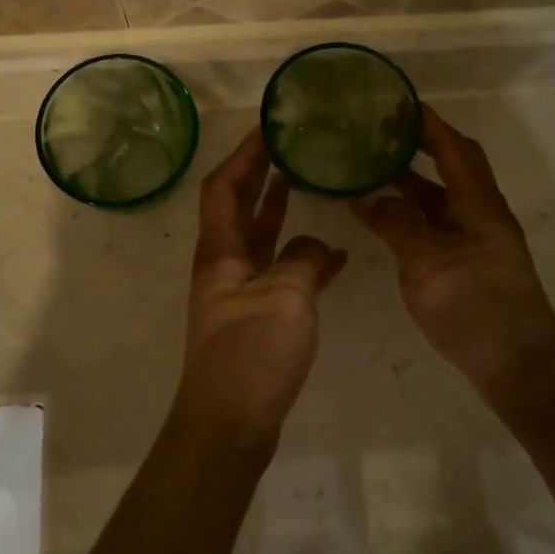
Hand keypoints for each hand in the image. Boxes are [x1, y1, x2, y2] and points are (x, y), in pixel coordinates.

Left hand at [176, 130, 347, 451]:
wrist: (230, 425)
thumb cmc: (251, 354)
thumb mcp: (285, 297)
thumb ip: (306, 261)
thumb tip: (321, 248)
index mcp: (220, 253)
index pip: (224, 188)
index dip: (243, 155)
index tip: (267, 128)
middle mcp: (224, 266)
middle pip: (237, 207)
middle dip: (258, 174)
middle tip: (285, 145)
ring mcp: (239, 294)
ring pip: (259, 240)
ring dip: (278, 211)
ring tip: (304, 183)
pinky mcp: (257, 320)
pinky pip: (280, 275)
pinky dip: (302, 260)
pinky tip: (334, 258)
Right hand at [350, 107, 554, 413]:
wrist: (519, 366)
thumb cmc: (475, 306)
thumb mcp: (426, 261)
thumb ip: (395, 224)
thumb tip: (365, 198)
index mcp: (478, 203)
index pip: (454, 148)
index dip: (428, 123)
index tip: (397, 102)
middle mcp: (481, 214)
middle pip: (450, 168)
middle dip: (417, 147)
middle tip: (377, 133)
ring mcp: (477, 242)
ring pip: (440, 199)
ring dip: (410, 182)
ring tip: (370, 169)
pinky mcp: (469, 266)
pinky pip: (436, 225)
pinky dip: (411, 215)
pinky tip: (386, 220)